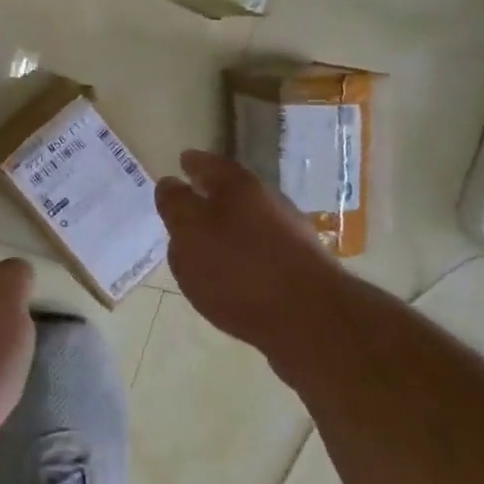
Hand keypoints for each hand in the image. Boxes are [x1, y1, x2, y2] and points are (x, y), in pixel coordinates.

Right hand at [156, 150, 335, 342]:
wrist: (312, 321)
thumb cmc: (238, 267)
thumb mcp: (189, 231)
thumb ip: (175, 205)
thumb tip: (171, 185)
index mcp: (236, 184)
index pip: (206, 163)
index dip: (191, 164)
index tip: (181, 163)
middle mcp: (267, 201)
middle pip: (231, 192)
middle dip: (210, 197)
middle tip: (188, 207)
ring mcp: (289, 235)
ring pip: (248, 223)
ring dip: (228, 230)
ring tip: (205, 248)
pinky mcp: (301, 270)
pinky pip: (262, 254)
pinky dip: (244, 258)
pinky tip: (233, 278)